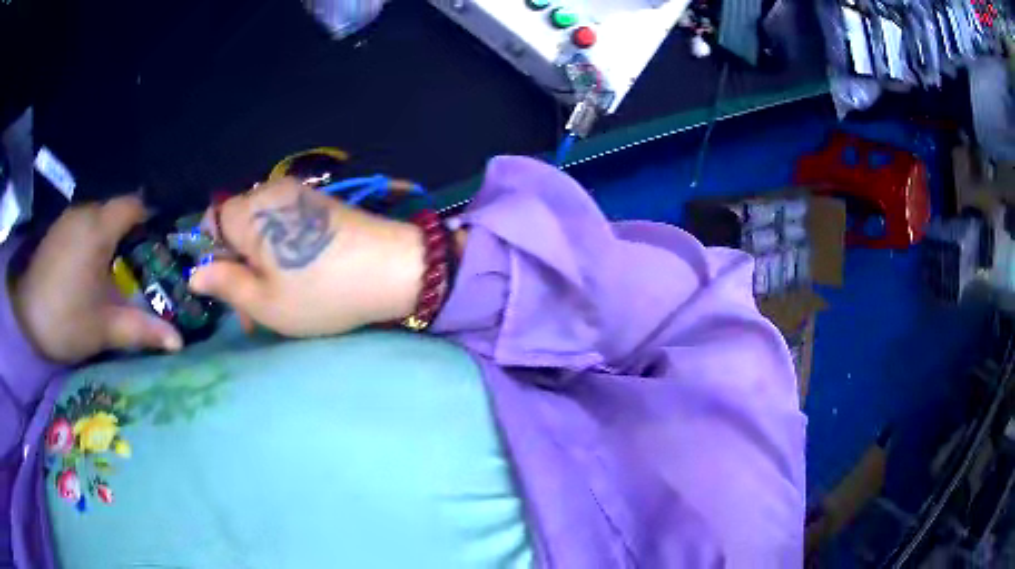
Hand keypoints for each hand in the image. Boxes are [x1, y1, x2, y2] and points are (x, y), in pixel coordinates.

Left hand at [11, 196, 183, 363]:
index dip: (151, 219)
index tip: (159, 245)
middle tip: (139, 265)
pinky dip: (91, 240)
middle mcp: (84, 212)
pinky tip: (88, 269)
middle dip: (130, 233)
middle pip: (116, 211)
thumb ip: (141, 330)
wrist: (23, 320)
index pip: (135, 205)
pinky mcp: (56, 230)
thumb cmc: (65, 320)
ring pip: (98, 218)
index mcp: (99, 227)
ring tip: (113, 270)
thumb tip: (179, 342)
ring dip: (109, 238)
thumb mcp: (104, 329)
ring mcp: (67, 219)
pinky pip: (82, 225)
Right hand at [188, 177, 425, 336]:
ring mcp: (298, 194)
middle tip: (253, 311)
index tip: (228, 287)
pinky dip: (281, 252)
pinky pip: (284, 225)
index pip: (211, 222)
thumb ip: (225, 284)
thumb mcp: (265, 302)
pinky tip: (297, 279)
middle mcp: (271, 192)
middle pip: (235, 227)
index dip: (213, 256)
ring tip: (277, 302)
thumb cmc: (321, 291)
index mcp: (250, 212)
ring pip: (260, 229)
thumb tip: (194, 274)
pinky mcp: (319, 204)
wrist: (392, 269)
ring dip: (260, 264)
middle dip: (238, 266)